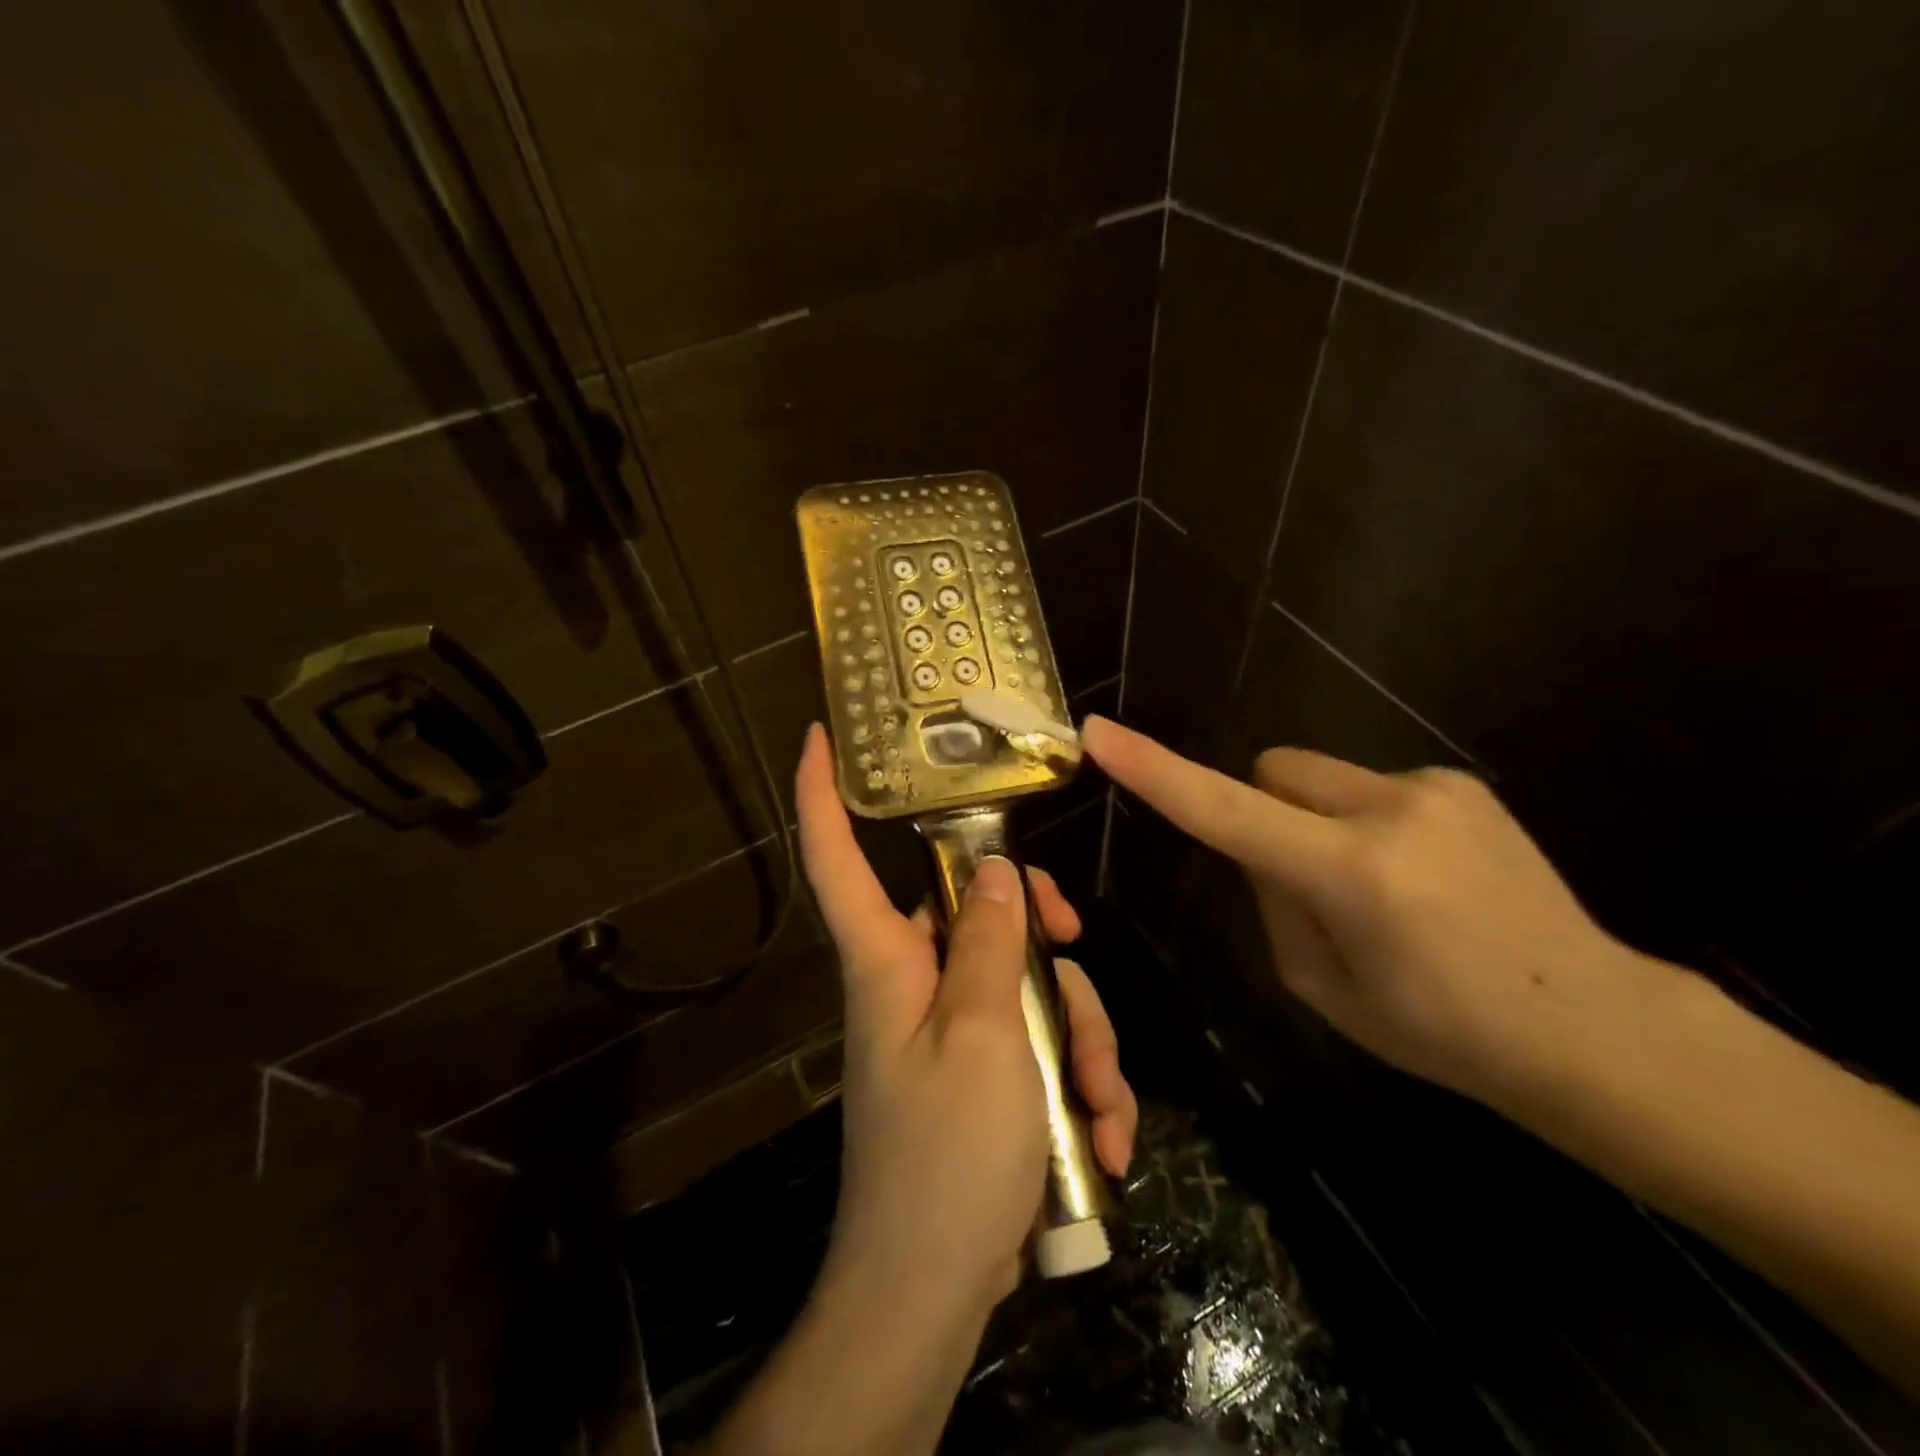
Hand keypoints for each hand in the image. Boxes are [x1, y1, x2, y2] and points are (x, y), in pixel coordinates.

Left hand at [795, 723, 1136, 1314]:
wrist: (931, 1297)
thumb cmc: (945, 1158)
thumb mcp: (983, 1037)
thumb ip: (988, 945)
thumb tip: (994, 871)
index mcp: (887, 962)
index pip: (837, 860)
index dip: (823, 794)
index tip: (820, 735)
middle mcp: (913, 985)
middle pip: (974, 914)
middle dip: (1040, 933)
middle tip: (1075, 950)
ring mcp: (950, 1033)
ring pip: (1024, 985)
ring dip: (1080, 1037)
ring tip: (1102, 1106)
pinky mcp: (981, 1078)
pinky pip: (1036, 1046)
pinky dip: (1076, 1084)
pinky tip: (1102, 1140)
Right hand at [1082, 715, 1656, 1109]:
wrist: (1593, 1024)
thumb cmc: (1441, 1030)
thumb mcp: (1322, 986)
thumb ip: (1273, 902)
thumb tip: (1261, 847)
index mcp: (1349, 875)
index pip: (1223, 810)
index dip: (1155, 771)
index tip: (1102, 735)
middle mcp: (1389, 810)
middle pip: (1270, 770)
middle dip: (1260, 809)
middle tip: (1299, 878)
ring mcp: (1432, 786)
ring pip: (1317, 777)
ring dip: (1316, 820)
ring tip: (1379, 888)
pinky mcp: (1459, 781)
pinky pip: (1368, 785)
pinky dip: (1363, 820)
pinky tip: (1421, 877)